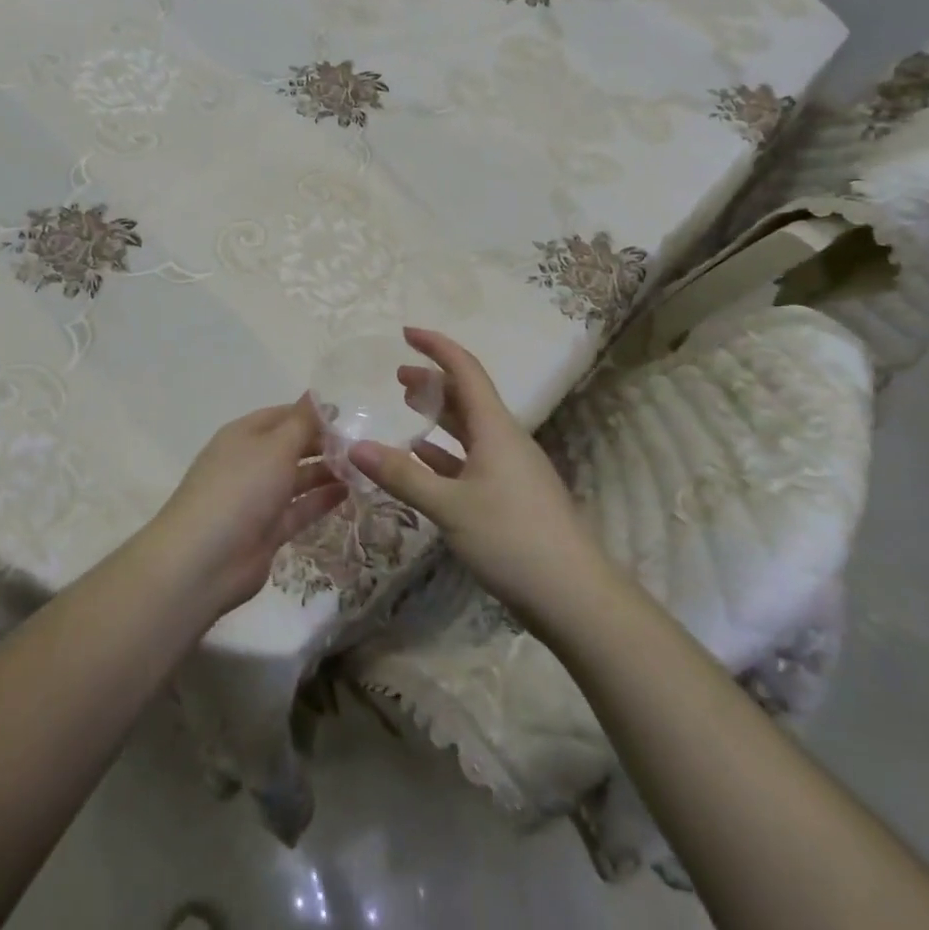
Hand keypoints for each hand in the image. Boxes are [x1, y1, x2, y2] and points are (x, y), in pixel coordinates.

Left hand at [146, 400, 347, 616]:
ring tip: (361, 469)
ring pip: (296, 478)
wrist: (204, 560)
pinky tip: (348, 493)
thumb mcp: (275, 447)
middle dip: (322, 444)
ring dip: (325, 471)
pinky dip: (320, 500)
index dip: (312, 414)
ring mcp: (257, 498)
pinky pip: (298, 509)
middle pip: (290, 446)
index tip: (346, 416)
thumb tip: (317, 394)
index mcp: (244, 435)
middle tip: (360, 445)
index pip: (282, 415)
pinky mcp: (267, 531)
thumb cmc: (240, 489)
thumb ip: (302, 422)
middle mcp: (250, 462)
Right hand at [347, 328, 602, 624]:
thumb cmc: (512, 538)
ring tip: (407, 408)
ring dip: (439, 416)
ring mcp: (511, 469)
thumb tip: (354, 446)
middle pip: (467, 397)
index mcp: (495, 428)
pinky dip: (445, 453)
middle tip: (397, 377)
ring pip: (469, 429)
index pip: (465, 370)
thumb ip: (401, 475)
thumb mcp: (449, 506)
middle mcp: (505, 439)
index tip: (405, 333)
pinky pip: (472, 460)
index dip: (436, 346)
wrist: (574, 596)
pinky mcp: (511, 497)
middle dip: (433, 381)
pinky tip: (424, 460)